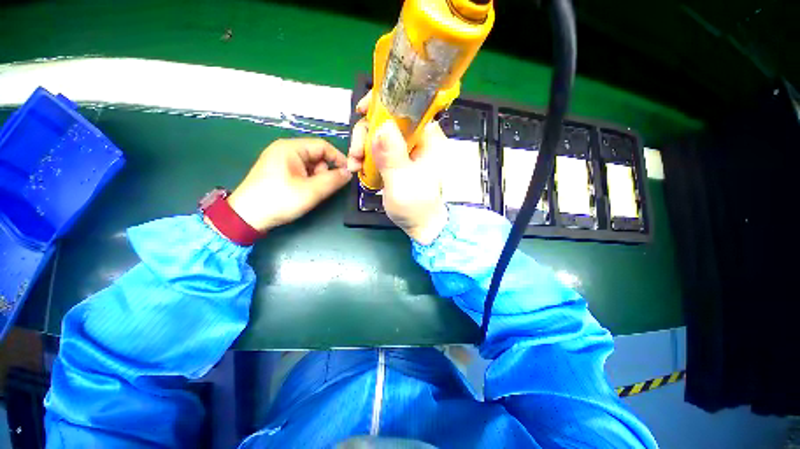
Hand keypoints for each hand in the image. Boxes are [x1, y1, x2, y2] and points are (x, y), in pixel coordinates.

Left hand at [227, 138, 351, 232]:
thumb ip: (334, 180)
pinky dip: (309, 181)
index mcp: (291, 148)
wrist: (247, 216)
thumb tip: (349, 173)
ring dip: (317, 178)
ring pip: (310, 166)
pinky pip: (302, 172)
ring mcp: (281, 161)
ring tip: (311, 193)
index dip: (339, 158)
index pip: (323, 146)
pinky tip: (304, 193)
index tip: (349, 173)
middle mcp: (285, 150)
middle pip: (317, 156)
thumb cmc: (280, 199)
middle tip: (323, 188)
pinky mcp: (279, 172)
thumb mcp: (311, 191)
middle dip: (325, 171)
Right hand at [347, 93, 447, 244]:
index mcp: (428, 138)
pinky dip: (367, 157)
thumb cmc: (417, 206)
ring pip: (380, 136)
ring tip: (355, 167)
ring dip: (363, 147)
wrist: (422, 226)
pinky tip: (359, 169)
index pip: (407, 106)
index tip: (362, 111)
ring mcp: (407, 151)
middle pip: (387, 121)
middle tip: (355, 155)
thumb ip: (392, 154)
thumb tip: (382, 124)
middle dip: (366, 134)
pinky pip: (379, 151)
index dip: (383, 103)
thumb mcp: (403, 181)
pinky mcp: (399, 162)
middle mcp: (418, 140)